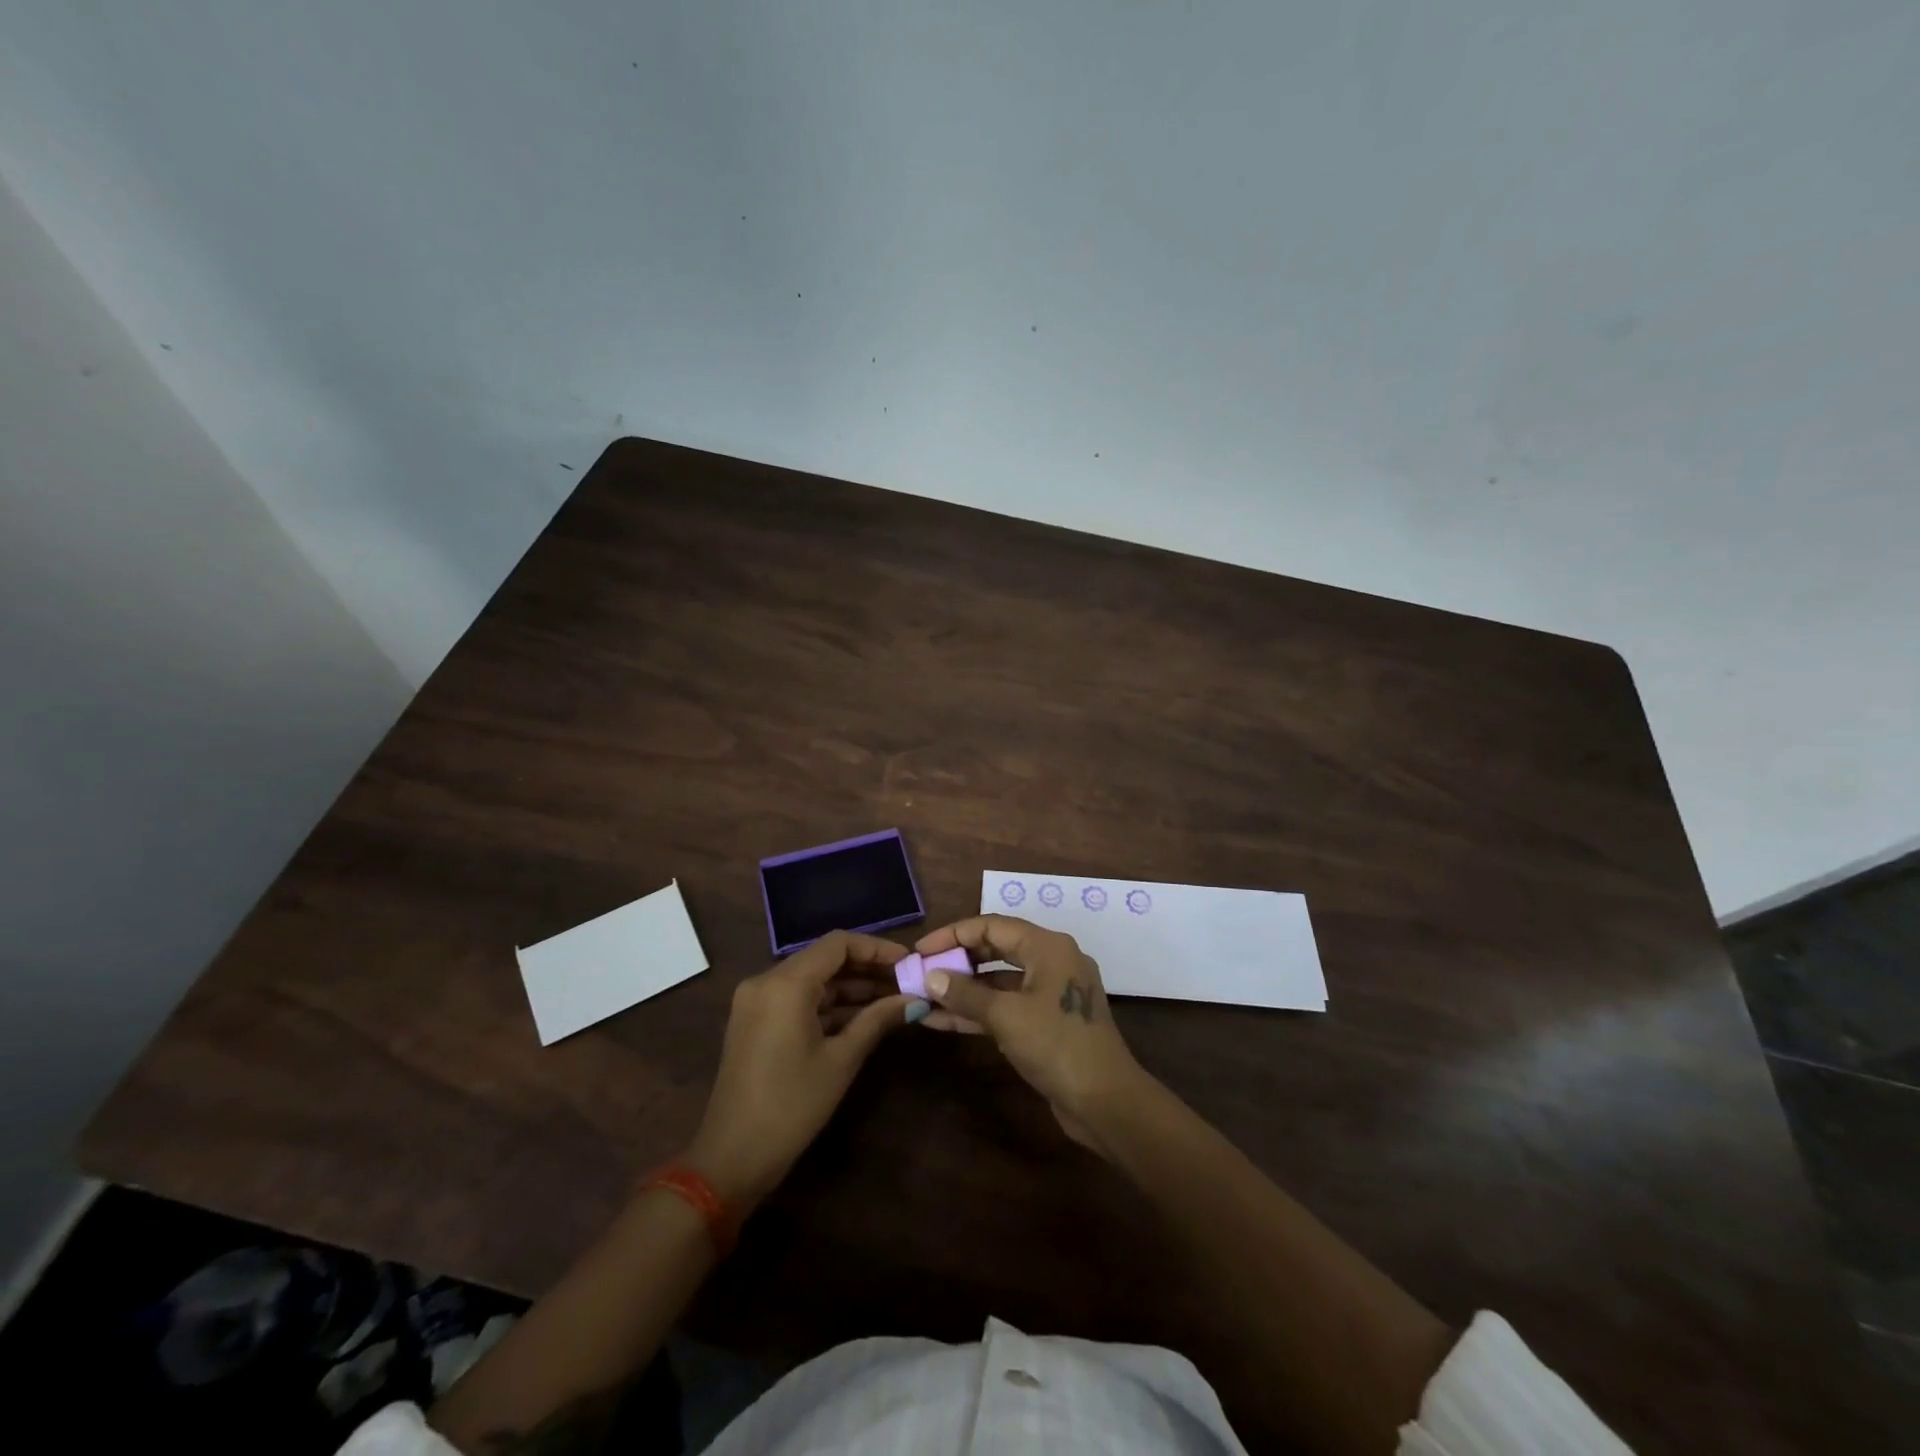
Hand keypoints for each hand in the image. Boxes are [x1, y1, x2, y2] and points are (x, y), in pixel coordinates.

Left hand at [685, 931, 917, 1211]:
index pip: (838, 944)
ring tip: (892, 1000)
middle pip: (825, 959)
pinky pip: (798, 999)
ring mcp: (757, 1001)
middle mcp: (766, 981)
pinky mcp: (755, 1021)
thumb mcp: (841, 1060)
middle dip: (867, 969)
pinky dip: (829, 1005)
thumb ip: (877, 1020)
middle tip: (906, 983)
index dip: (877, 949)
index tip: (908, 963)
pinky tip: (862, 1018)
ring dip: (850, 988)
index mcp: (785, 983)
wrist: (732, 1158)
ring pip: (812, 979)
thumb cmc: (791, 1106)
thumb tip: (914, 1000)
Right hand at [912, 916, 1148, 1151]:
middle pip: (995, 949)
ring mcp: (1049, 993)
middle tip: (921, 971)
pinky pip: (1006, 1006)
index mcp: (1048, 946)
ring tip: (923, 997)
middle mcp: (1051, 961)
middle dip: (957, 961)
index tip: (920, 950)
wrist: (1105, 1102)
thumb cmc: (1057, 1045)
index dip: (953, 934)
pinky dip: (977, 1011)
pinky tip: (941, 1021)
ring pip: (998, 982)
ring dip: (963, 990)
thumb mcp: (1006, 1016)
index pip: (992, 925)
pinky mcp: (1046, 1022)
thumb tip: (930, 977)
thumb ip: (965, 993)